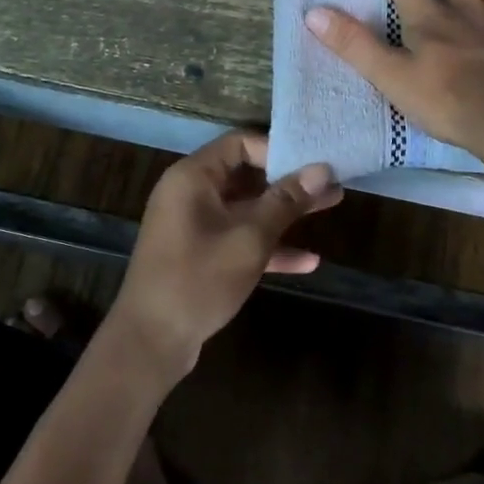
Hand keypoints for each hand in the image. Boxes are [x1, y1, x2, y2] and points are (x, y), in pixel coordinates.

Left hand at [108, 131, 341, 380]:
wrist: (151, 340)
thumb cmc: (199, 279)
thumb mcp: (249, 238)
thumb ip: (286, 201)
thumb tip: (322, 168)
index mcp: (193, 177)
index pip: (240, 143)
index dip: (278, 148)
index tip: (313, 160)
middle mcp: (191, 193)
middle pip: (246, 175)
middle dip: (289, 180)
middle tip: (332, 180)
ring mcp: (194, 225)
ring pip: (246, 209)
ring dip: (285, 211)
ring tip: (332, 206)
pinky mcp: (200, 255)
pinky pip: (238, 238)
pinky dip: (268, 245)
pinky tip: (308, 261)